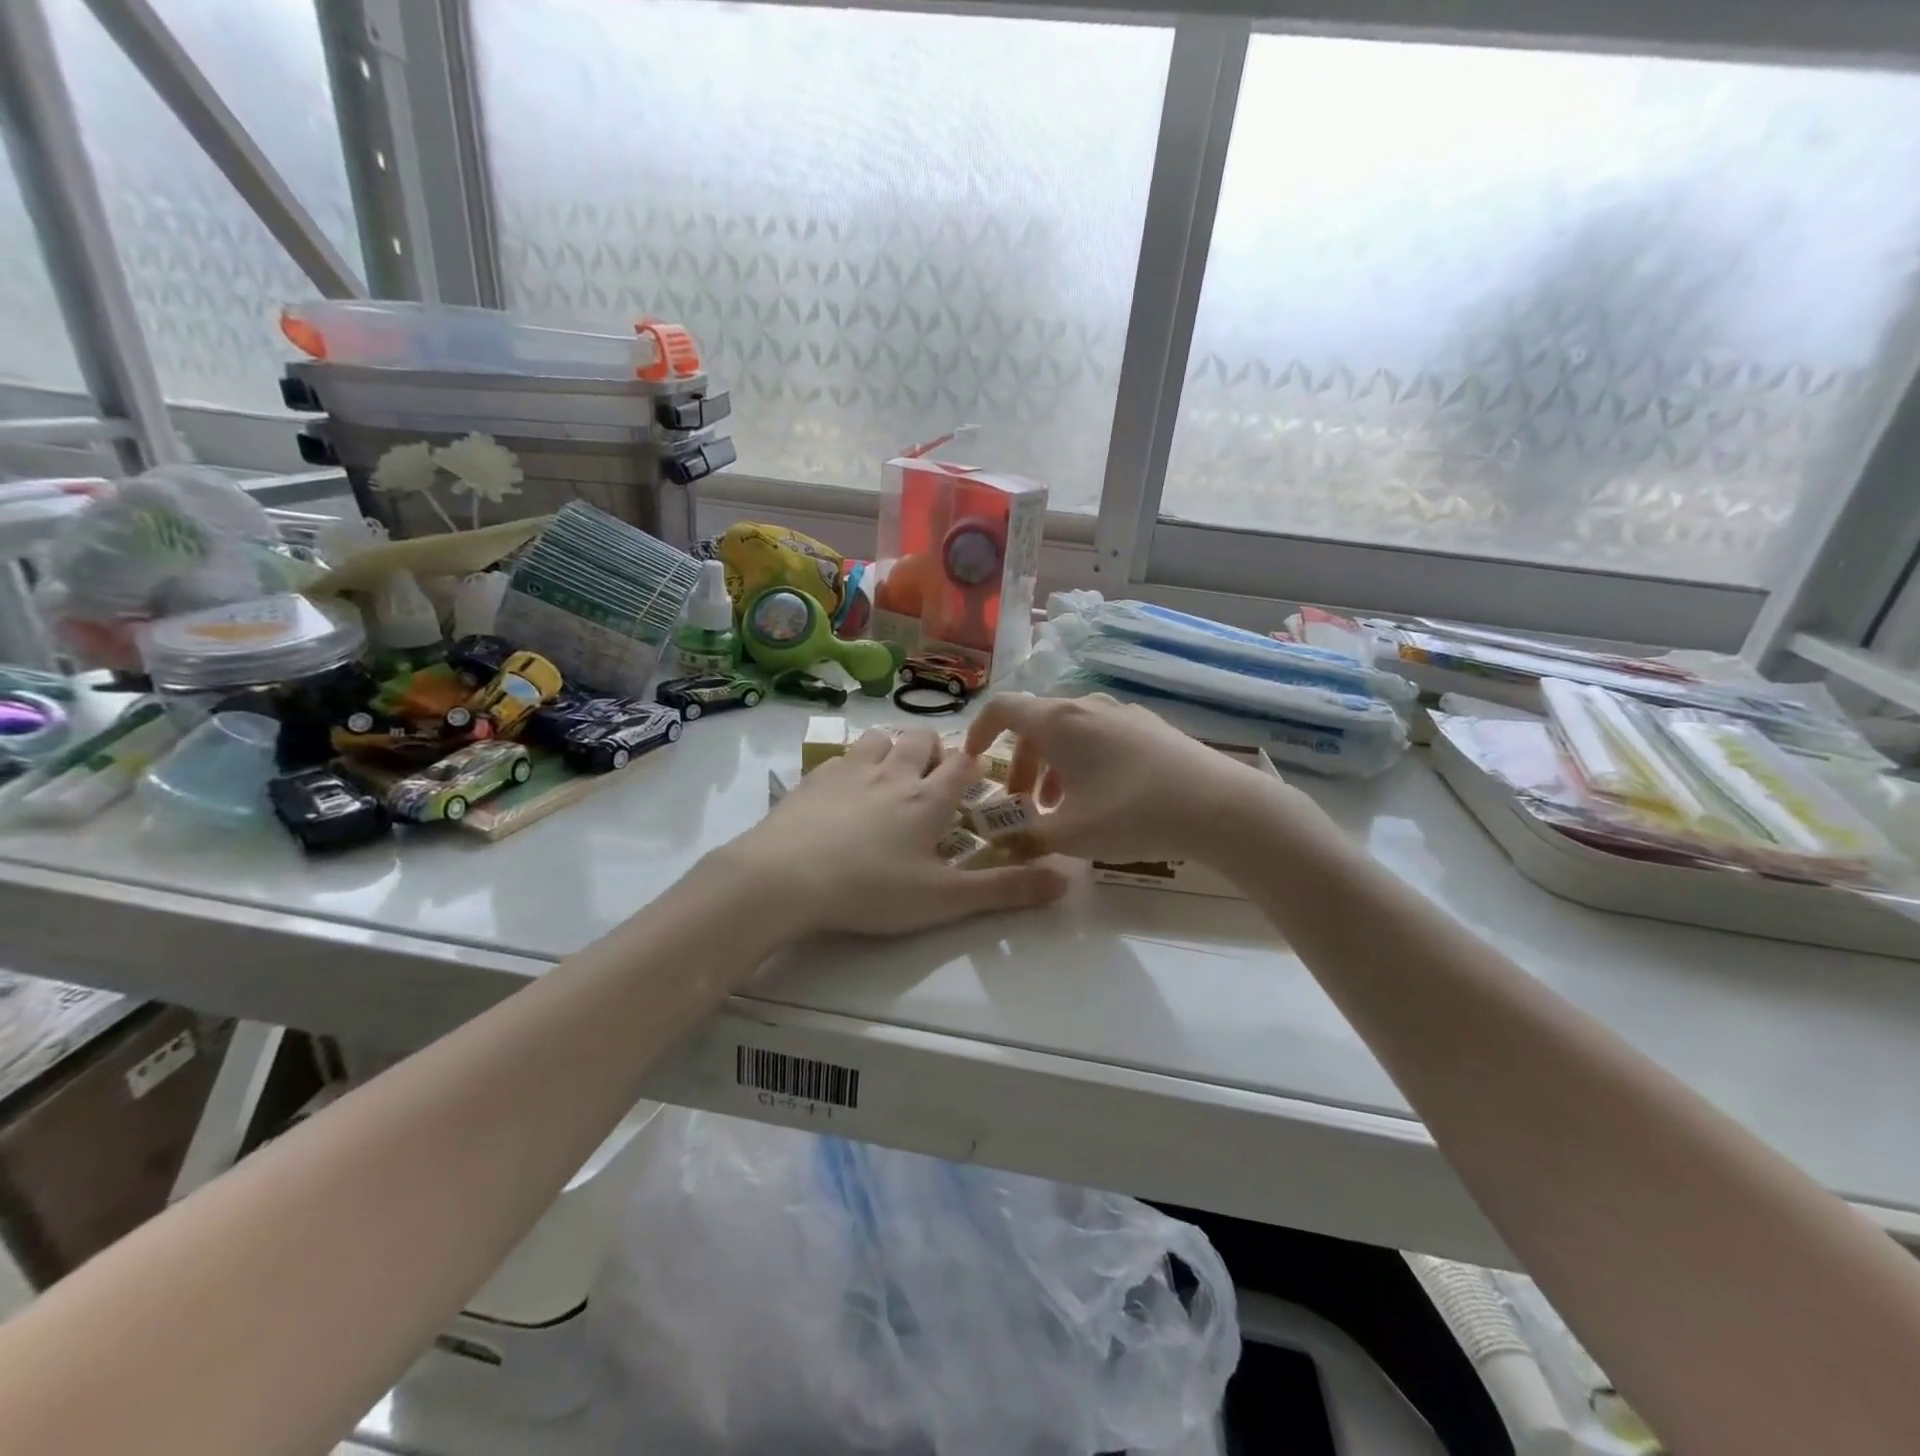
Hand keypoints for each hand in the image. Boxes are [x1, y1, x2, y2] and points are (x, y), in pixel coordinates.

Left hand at [721, 726, 1067, 938]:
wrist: (785, 878)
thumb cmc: (872, 889)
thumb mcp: (944, 900)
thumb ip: (1005, 890)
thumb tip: (1066, 878)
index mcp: (928, 798)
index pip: (962, 764)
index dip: (974, 763)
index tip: (978, 774)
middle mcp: (893, 773)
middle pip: (921, 739)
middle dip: (934, 750)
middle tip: (933, 778)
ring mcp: (850, 771)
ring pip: (880, 738)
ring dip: (893, 747)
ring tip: (892, 774)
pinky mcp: (813, 779)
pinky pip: (842, 756)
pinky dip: (853, 763)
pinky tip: (844, 788)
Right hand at [964, 692, 1283, 863]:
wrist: (1217, 805)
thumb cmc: (1130, 812)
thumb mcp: (1070, 834)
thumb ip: (1025, 838)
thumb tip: (998, 845)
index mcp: (1058, 721)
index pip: (1003, 709)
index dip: (979, 730)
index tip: (973, 760)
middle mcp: (1086, 706)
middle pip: (1037, 725)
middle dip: (1020, 763)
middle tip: (1021, 804)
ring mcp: (1122, 713)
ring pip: (1070, 733)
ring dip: (1052, 766)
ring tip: (1060, 808)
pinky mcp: (1150, 727)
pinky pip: (1100, 737)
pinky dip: (1083, 762)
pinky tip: (1100, 799)